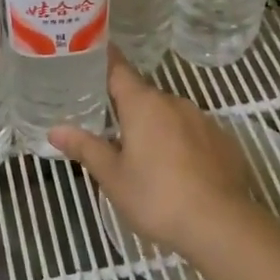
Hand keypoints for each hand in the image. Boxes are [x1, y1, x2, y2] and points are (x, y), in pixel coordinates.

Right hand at [49, 51, 253, 255]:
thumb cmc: (156, 197)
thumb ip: (85, 148)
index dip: (104, 60)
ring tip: (143, 156)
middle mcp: (175, 103)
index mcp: (143, 104)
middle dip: (127, 109)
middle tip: (108, 129)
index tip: (90, 55)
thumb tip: (54, 130)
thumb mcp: (112, 177)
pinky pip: (194, 135)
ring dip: (156, 128)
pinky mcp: (224, 142)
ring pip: (170, 116)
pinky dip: (182, 145)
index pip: (118, 69)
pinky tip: (178, 171)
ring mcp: (204, 121)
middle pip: (144, 97)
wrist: (220, 225)